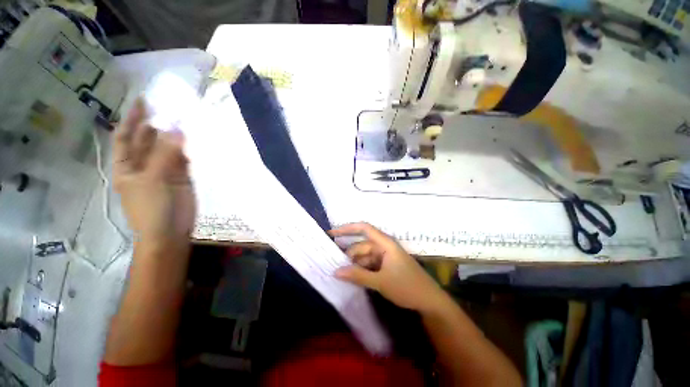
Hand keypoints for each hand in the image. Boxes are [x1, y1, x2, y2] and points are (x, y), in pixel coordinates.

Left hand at [112, 99, 195, 253]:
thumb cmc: (152, 208)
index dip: (133, 119)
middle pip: (148, 140)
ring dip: (176, 136)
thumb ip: (165, 154)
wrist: (170, 233)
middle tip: (171, 107)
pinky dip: (189, 150)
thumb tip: (177, 127)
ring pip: (169, 149)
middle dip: (158, 124)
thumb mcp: (154, 180)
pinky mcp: (182, 178)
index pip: (126, 137)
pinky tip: (196, 140)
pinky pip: (184, 159)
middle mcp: (144, 165)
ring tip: (186, 119)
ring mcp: (164, 171)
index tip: (144, 100)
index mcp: (127, 166)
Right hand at [330, 223, 443, 312]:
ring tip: (342, 275)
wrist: (429, 302)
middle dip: (349, 255)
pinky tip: (353, 278)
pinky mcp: (386, 266)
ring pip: (365, 256)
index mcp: (385, 243)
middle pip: (362, 246)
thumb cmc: (407, 287)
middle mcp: (384, 246)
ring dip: (355, 264)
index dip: (347, 228)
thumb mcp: (380, 282)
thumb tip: (335, 271)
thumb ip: (357, 275)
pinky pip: (369, 264)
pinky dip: (361, 270)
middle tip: (334, 266)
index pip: (364, 229)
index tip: (332, 233)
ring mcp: (385, 256)